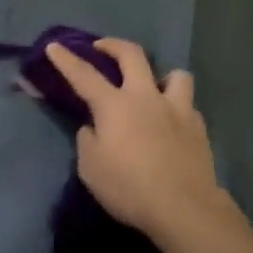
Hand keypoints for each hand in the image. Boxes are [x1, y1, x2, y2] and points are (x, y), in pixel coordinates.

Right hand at [44, 38, 234, 242]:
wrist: (183, 207)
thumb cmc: (129, 188)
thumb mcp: (91, 169)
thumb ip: (88, 140)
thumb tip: (94, 128)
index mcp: (115, 106)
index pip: (84, 75)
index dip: (66, 60)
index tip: (54, 46)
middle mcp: (146, 97)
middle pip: (132, 55)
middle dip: (113, 45)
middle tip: (102, 48)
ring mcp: (177, 108)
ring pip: (175, 74)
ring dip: (162, 76)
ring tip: (155, 89)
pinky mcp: (198, 126)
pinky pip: (188, 105)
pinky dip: (177, 108)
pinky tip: (173, 124)